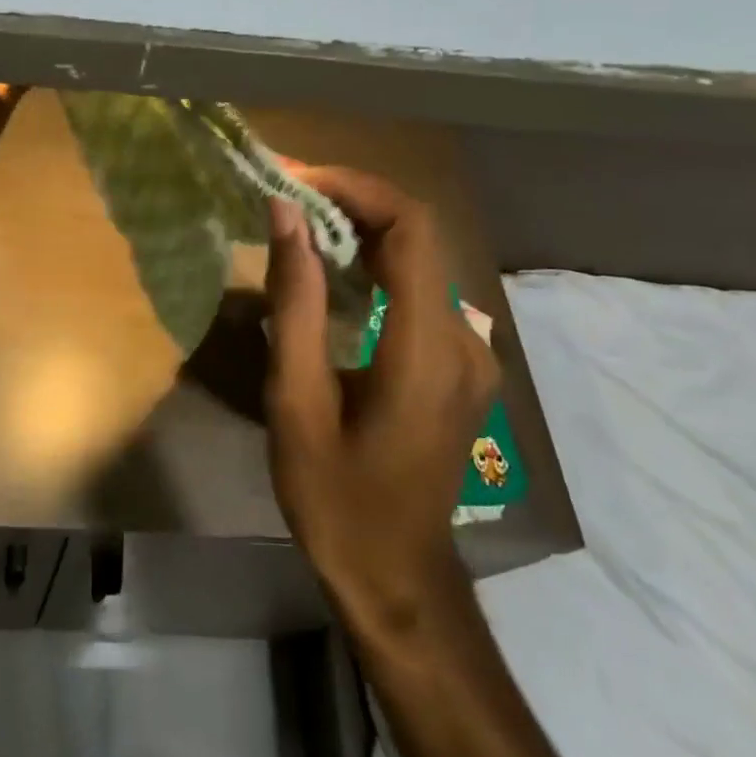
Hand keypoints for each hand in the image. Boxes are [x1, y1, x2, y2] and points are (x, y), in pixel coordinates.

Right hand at [264, 168, 498, 635]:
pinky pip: (419, 290)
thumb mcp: (297, 401)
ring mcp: (470, 353)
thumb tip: (286, 215)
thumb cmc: (336, 497)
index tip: (297, 179)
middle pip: (418, 236)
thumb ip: (295, 302)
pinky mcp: (460, 364)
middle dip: (351, 202)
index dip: (356, 188)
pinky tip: (331, 272)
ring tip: (297, 225)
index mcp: (427, 348)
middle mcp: (463, 339)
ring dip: (360, 230)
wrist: (396, 577)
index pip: (412, 228)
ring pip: (419, 259)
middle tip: (285, 196)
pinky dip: (374, 264)